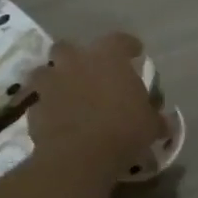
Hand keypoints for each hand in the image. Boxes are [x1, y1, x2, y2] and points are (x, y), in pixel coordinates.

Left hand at [27, 32, 164, 181]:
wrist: (79, 157)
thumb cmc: (123, 130)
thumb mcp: (150, 125)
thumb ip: (155, 118)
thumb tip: (163, 122)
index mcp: (109, 57)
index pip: (120, 40)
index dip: (128, 46)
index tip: (135, 54)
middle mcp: (76, 62)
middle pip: (69, 47)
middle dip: (76, 57)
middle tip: (88, 72)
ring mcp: (51, 83)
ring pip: (46, 72)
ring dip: (55, 80)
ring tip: (66, 95)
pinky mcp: (34, 108)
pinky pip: (39, 102)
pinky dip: (47, 108)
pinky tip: (57, 120)